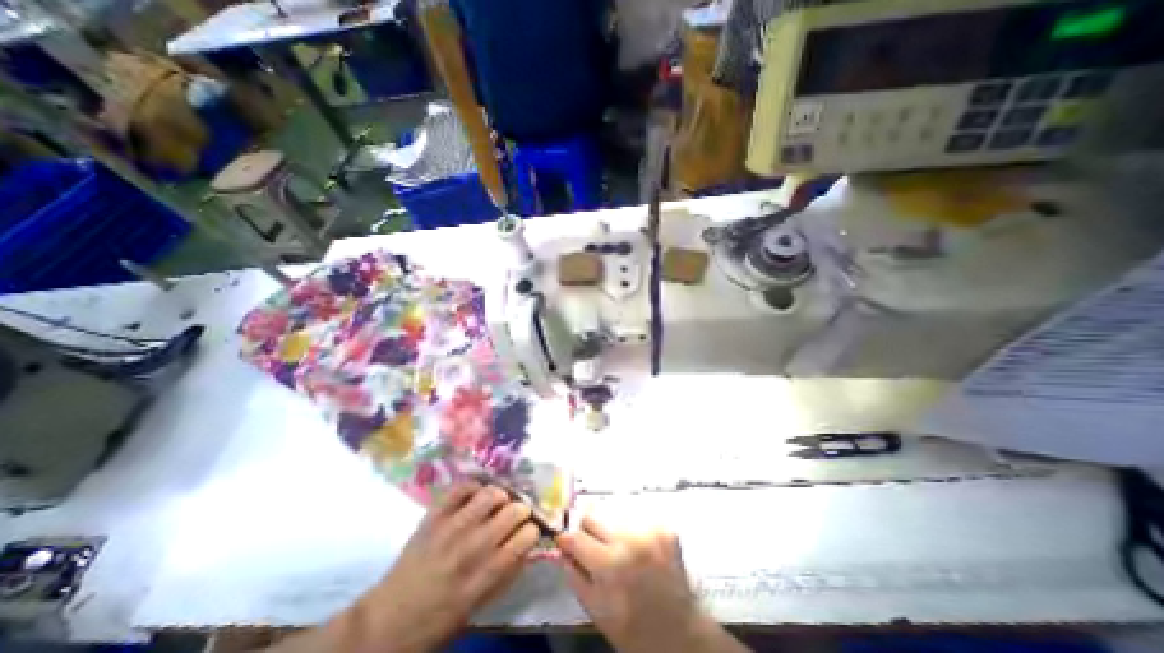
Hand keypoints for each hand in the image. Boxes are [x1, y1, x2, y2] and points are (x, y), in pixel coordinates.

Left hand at [341, 482, 539, 652]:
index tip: (530, 531)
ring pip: (491, 494)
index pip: (524, 540)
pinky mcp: (434, 516)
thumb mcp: (478, 607)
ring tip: (499, 502)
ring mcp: (451, 528)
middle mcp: (471, 548)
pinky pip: (462, 488)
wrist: (386, 622)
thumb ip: (506, 574)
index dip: (533, 531)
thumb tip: (527, 546)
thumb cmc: (438, 620)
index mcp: (484, 576)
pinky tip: (476, 496)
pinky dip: (474, 487)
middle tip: (517, 515)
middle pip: (512, 512)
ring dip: (501, 496)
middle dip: (522, 510)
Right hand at [557, 516, 743, 652]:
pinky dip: (629, 527)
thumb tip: (562, 549)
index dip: (566, 539)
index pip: (576, 536)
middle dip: (587, 529)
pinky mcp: (665, 526)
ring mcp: (651, 530)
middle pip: (593, 514)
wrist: (681, 633)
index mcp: (611, 565)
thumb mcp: (596, 612)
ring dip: (609, 527)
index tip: (565, 541)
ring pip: (613, 512)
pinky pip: (635, 515)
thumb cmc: (634, 629)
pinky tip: (635, 546)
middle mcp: (631, 540)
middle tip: (591, 545)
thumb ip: (574, 576)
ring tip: (616, 548)